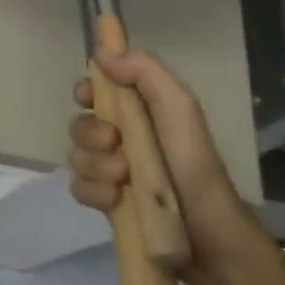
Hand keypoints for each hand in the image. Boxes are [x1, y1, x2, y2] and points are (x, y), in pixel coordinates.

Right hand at [67, 49, 264, 278]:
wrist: (208, 233)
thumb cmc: (193, 163)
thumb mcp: (179, 108)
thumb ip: (145, 72)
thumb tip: (101, 51)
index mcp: (138, 111)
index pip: (95, 89)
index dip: (86, 91)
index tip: (89, 97)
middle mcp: (121, 137)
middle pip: (79, 123)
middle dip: (91, 134)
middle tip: (116, 144)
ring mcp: (110, 171)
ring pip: (76, 156)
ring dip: (96, 166)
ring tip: (123, 180)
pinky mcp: (105, 201)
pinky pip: (79, 187)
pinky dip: (94, 192)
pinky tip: (114, 200)